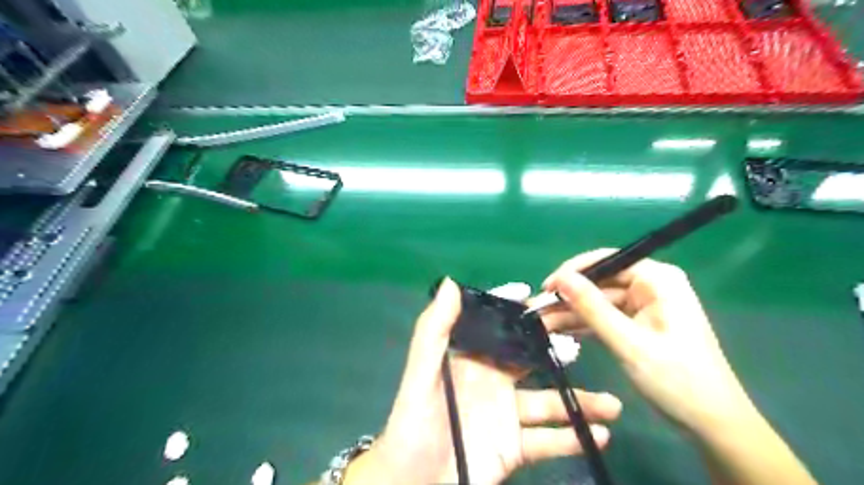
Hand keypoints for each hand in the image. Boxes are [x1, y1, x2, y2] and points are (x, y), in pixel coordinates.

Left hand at [344, 279, 621, 482]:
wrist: (413, 484)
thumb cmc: (415, 423)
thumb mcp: (421, 373)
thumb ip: (435, 330)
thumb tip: (450, 283)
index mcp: (470, 359)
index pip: (498, 328)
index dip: (518, 312)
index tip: (545, 297)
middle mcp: (492, 381)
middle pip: (530, 359)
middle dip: (557, 350)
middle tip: (588, 343)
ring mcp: (505, 415)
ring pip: (547, 402)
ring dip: (579, 401)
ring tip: (611, 403)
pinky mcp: (514, 447)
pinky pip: (548, 440)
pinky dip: (571, 438)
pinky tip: (598, 435)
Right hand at [543, 250, 756, 435]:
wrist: (711, 423)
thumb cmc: (676, 379)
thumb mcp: (628, 342)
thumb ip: (592, 307)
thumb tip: (560, 278)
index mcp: (657, 280)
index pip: (607, 261)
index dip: (573, 272)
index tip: (546, 288)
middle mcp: (650, 287)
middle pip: (599, 283)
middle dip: (568, 298)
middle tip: (535, 310)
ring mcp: (643, 306)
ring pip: (598, 302)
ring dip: (571, 313)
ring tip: (540, 323)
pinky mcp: (637, 325)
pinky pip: (604, 318)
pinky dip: (584, 325)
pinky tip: (558, 331)